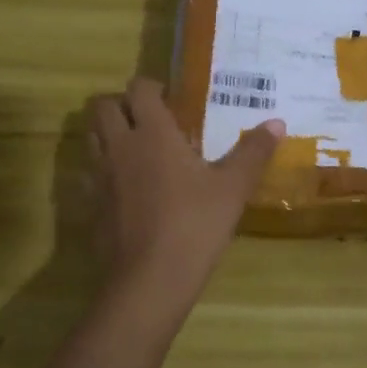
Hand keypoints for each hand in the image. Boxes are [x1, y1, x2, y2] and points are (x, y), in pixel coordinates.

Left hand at [88, 78, 283, 317]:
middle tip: (149, 119)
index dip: (151, 87)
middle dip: (121, 105)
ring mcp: (99, 177)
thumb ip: (253, 152)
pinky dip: (102, 170)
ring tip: (137, 148)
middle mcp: (120, 146)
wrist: (149, 281)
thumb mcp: (233, 188)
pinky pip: (89, 174)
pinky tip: (126, 187)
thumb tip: (277, 122)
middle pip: (102, 108)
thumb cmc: (195, 225)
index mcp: (153, 133)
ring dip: (108, 134)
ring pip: (91, 138)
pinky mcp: (90, 206)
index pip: (138, 89)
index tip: (170, 98)